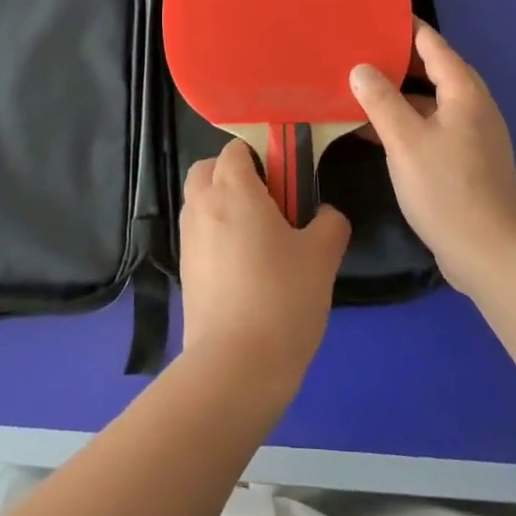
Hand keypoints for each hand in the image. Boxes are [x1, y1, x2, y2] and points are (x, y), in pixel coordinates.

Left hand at [178, 140, 350, 393]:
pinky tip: (246, 267)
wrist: (236, 366)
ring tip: (261, 236)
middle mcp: (202, 206)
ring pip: (200, 202)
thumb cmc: (282, 297)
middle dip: (233, 174)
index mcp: (233, 190)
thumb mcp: (322, 255)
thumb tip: (326, 214)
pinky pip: (199, 235)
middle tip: (270, 200)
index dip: (260, 155)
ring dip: (223, 204)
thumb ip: (329, 223)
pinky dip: (216, 236)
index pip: (235, 149)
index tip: (287, 177)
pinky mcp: (185, 272)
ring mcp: (188, 240)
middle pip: (207, 169)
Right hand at [350, 22, 515, 295]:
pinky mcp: (466, 160)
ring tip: (357, 86)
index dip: (403, 26)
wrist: (489, 253)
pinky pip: (431, 126)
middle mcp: (473, 106)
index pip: (432, 43)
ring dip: (397, 94)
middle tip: (356, 49)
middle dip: (396, 59)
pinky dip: (405, 121)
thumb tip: (361, 68)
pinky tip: (374, 130)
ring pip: (430, 101)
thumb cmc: (447, 189)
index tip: (372, 14)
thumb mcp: (405, 141)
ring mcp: (472, 134)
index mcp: (464, 92)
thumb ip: (381, 100)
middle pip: (432, 70)